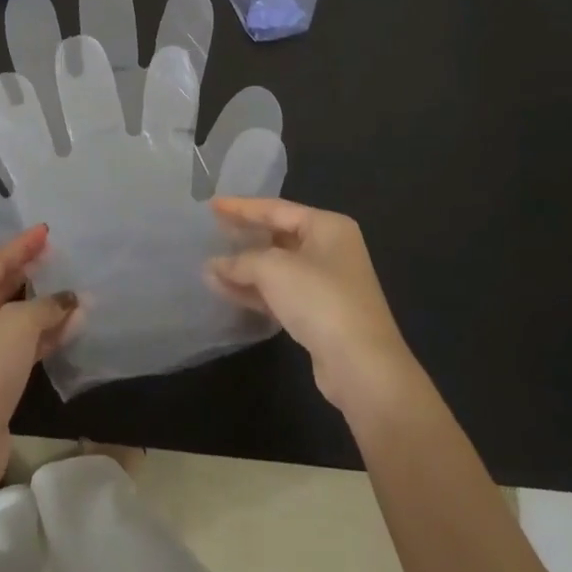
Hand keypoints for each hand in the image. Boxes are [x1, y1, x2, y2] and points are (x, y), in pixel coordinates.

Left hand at [0, 225, 80, 464]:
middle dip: (35, 275)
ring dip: (45, 309)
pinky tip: (72, 327)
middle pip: (3, 288)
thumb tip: (71, 299)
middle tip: (63, 258)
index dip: (23, 245)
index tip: (47, 230)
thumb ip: (47, 305)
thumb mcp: (18, 324)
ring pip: (15, 320)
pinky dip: (44, 336)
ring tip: (78, 294)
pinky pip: (20, 346)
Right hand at [206, 197, 424, 418]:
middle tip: (212, 231)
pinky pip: (280, 293)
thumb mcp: (274, 269)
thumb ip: (241, 261)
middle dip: (244, 236)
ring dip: (244, 269)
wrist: (362, 366)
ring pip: (277, 268)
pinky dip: (254, 291)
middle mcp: (330, 249)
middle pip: (278, 236)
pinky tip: (225, 291)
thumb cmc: (320, 299)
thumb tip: (214, 265)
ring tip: (209, 267)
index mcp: (327, 226)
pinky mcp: (319, 315)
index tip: (212, 205)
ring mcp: (326, 284)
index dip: (242, 207)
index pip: (276, 208)